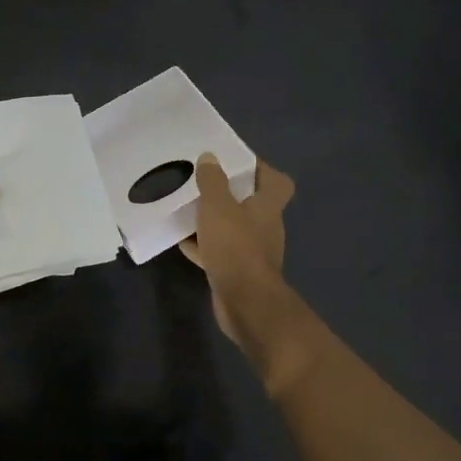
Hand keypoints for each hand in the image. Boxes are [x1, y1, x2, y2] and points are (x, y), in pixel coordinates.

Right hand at [179, 155, 294, 348]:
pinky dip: (204, 246)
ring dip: (213, 221)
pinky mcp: (238, 271)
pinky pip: (219, 251)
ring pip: (232, 228)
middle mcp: (265, 227)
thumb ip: (212, 181)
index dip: (260, 169)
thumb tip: (210, 157)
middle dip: (228, 194)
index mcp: (267, 207)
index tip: (235, 162)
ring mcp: (252, 252)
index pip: (276, 181)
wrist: (245, 302)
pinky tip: (183, 242)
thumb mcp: (218, 206)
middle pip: (251, 204)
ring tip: (188, 210)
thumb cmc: (235, 247)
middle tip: (203, 183)